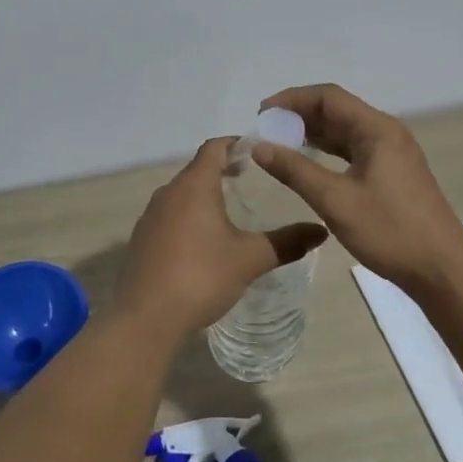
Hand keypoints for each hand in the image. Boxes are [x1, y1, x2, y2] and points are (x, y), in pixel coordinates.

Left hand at [115, 137, 326, 337]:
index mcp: (194, 186)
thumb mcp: (250, 259)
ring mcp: (150, 216)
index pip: (214, 148)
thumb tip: (321, 231)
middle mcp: (168, 192)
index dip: (236, 144)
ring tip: (229, 208)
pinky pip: (168, 215)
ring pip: (181, 193)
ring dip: (204, 193)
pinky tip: (202, 241)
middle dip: (222, 168)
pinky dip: (188, 215)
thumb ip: (287, 242)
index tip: (257, 150)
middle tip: (249, 177)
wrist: (144, 318)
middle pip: (197, 168)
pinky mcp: (141, 239)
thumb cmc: (201, 277)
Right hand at [253, 84, 462, 293]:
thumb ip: (295, 170)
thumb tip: (259, 146)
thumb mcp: (335, 200)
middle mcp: (386, 132)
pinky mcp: (392, 173)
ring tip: (279, 143)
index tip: (261, 113)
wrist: (442, 269)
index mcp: (377, 129)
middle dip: (300, 116)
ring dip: (312, 134)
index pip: (328, 97)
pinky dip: (328, 151)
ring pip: (345, 131)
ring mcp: (392, 153)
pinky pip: (353, 150)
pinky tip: (308, 163)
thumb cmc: (389, 230)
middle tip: (266, 130)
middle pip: (337, 110)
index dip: (292, 99)